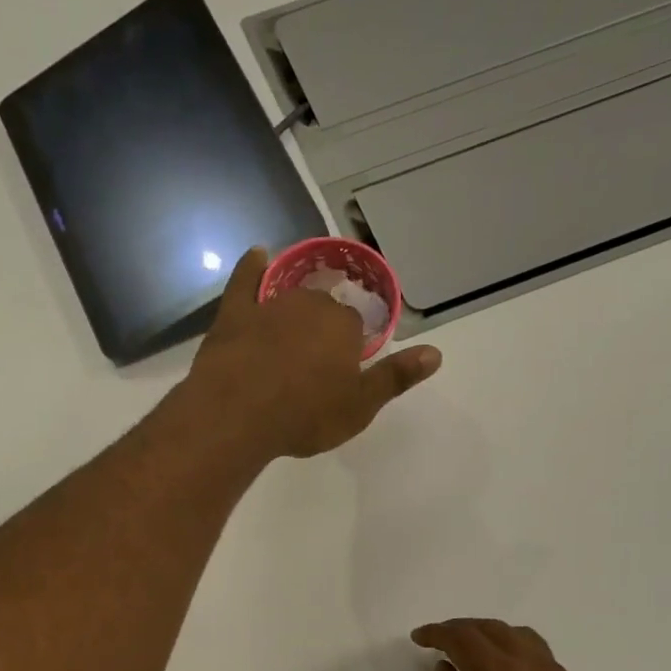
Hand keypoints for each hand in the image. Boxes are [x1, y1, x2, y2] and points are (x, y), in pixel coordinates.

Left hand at [185, 247, 441, 459]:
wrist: (238, 415)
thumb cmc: (304, 415)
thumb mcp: (359, 406)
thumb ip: (395, 377)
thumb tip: (436, 353)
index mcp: (344, 326)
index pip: (354, 326)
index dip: (348, 348)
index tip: (339, 370)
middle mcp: (311, 304)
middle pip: (323, 307)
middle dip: (321, 326)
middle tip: (312, 359)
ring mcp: (270, 305)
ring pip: (289, 296)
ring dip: (292, 306)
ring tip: (289, 326)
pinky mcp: (234, 312)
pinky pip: (245, 280)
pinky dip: (251, 267)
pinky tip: (258, 255)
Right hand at [412, 619, 633, 670]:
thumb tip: (446, 670)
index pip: (464, 637)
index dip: (438, 633)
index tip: (419, 638)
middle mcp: (534, 668)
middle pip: (495, 630)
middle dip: (464, 629)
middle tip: (441, 640)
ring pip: (524, 639)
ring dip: (494, 636)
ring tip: (474, 652)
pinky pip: (543, 660)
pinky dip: (518, 654)